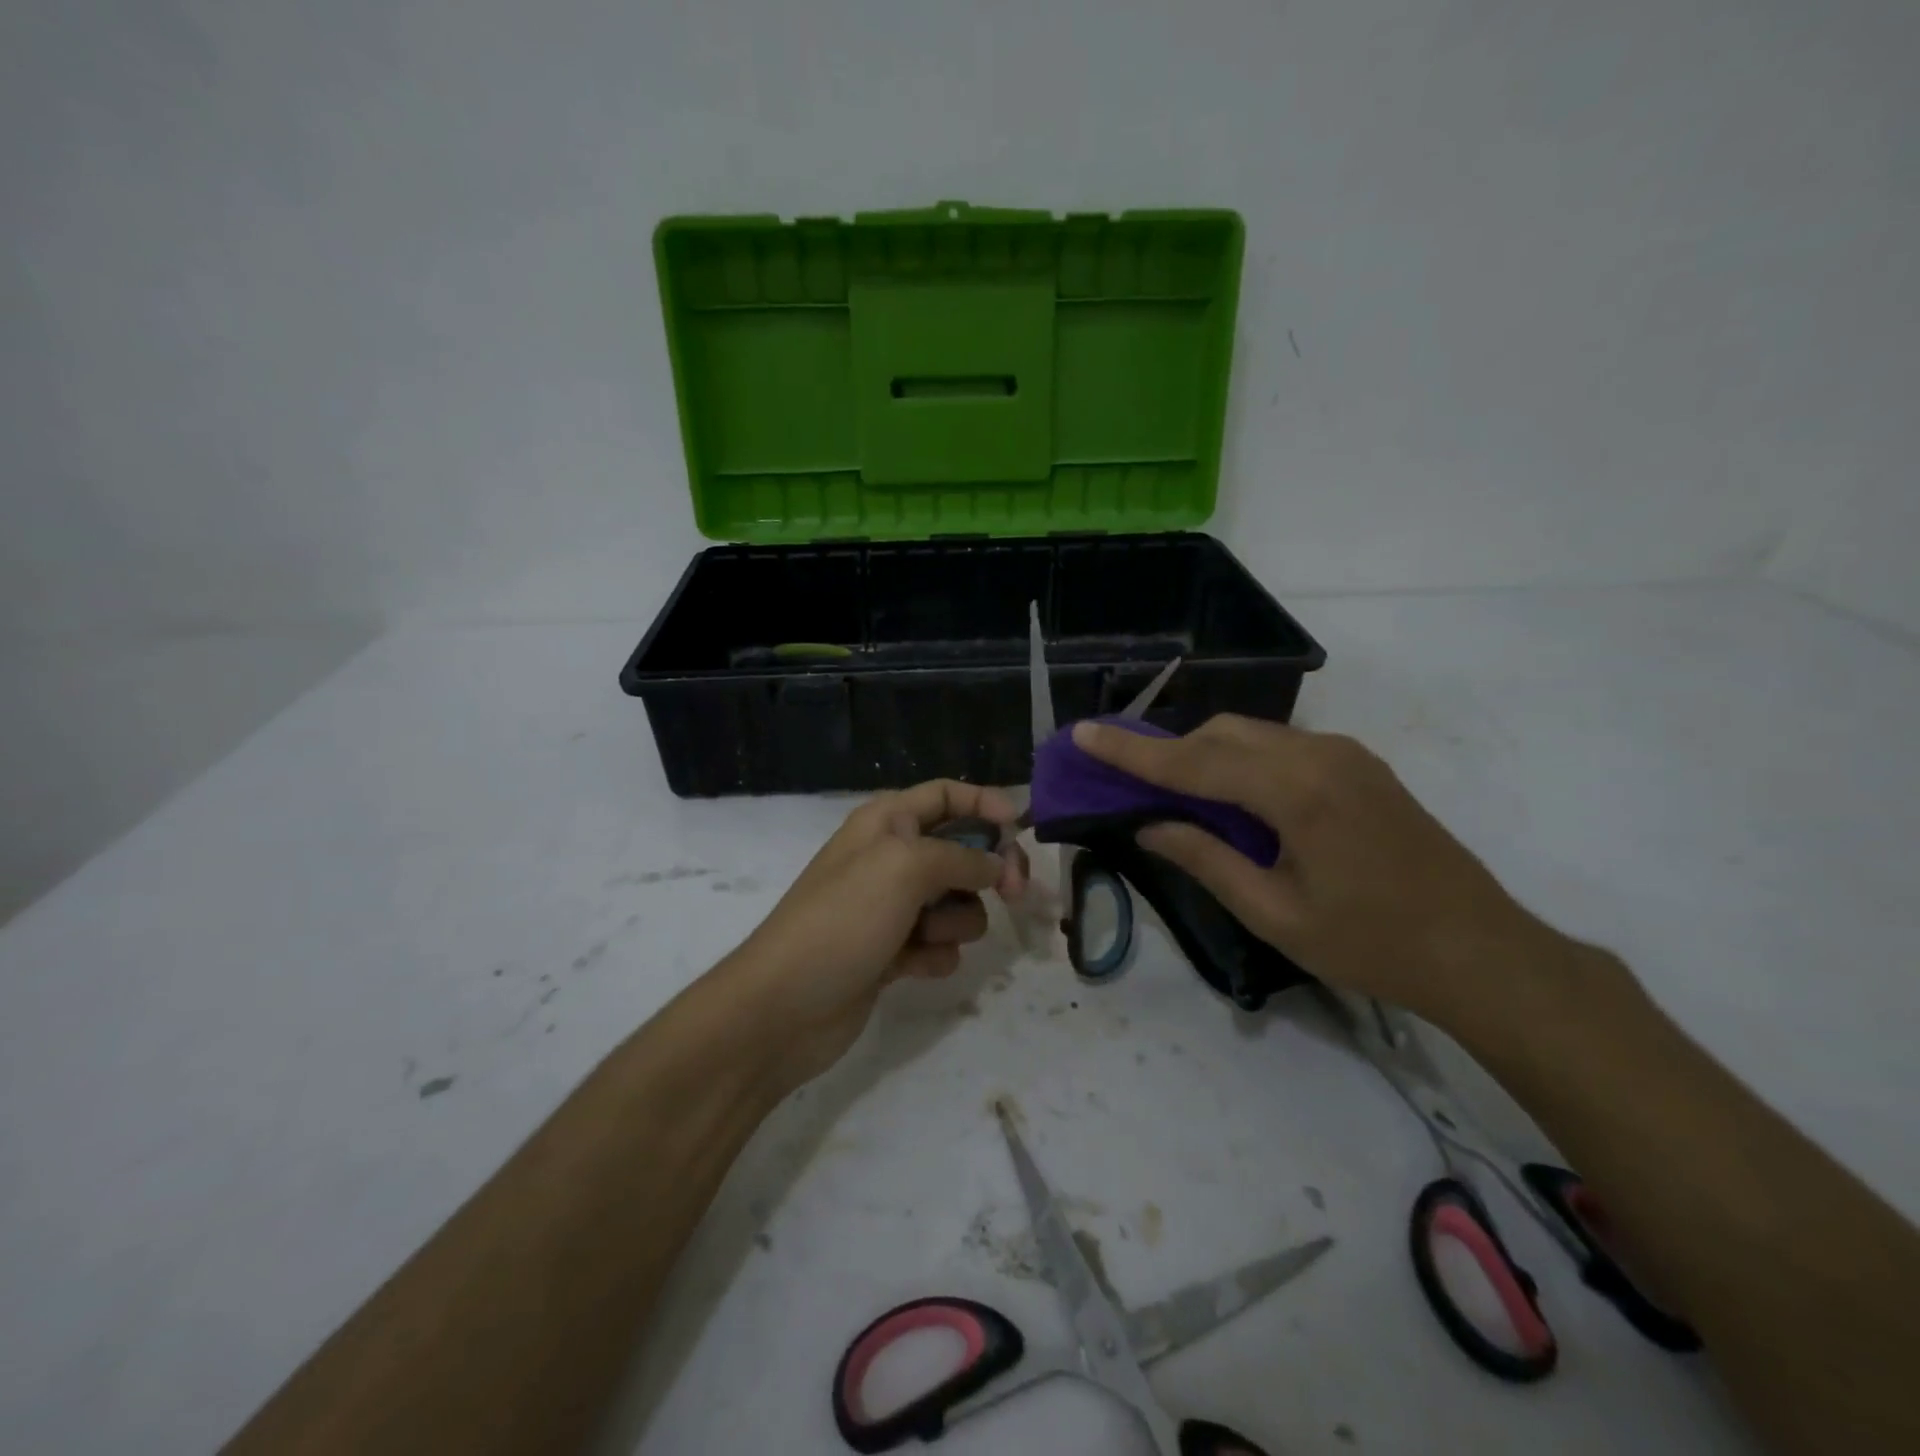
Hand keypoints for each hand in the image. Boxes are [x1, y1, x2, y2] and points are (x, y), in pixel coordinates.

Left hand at [722, 781, 1027, 1087]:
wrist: (783, 1006)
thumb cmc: (844, 919)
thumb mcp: (905, 867)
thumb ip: (962, 856)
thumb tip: (998, 862)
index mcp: (886, 822)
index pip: (945, 795)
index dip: (984, 803)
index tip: (1021, 829)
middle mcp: (889, 858)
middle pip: (960, 850)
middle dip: (985, 871)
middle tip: (1012, 893)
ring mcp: (889, 908)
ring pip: (955, 904)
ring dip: (954, 922)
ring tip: (925, 938)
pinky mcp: (891, 953)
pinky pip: (938, 945)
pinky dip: (933, 955)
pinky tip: (909, 968)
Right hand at [1070, 715, 1558, 1028]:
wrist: (1482, 950)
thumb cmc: (1372, 944)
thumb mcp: (1274, 913)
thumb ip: (1205, 858)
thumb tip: (1148, 825)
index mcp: (1296, 791)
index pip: (1192, 762)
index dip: (1130, 752)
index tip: (1082, 734)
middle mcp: (1318, 754)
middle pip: (1219, 735)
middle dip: (1166, 750)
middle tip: (1125, 779)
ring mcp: (1344, 754)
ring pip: (1250, 735)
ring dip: (1203, 754)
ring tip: (1171, 791)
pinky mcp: (1359, 765)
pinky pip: (1280, 746)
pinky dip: (1239, 760)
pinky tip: (1230, 796)